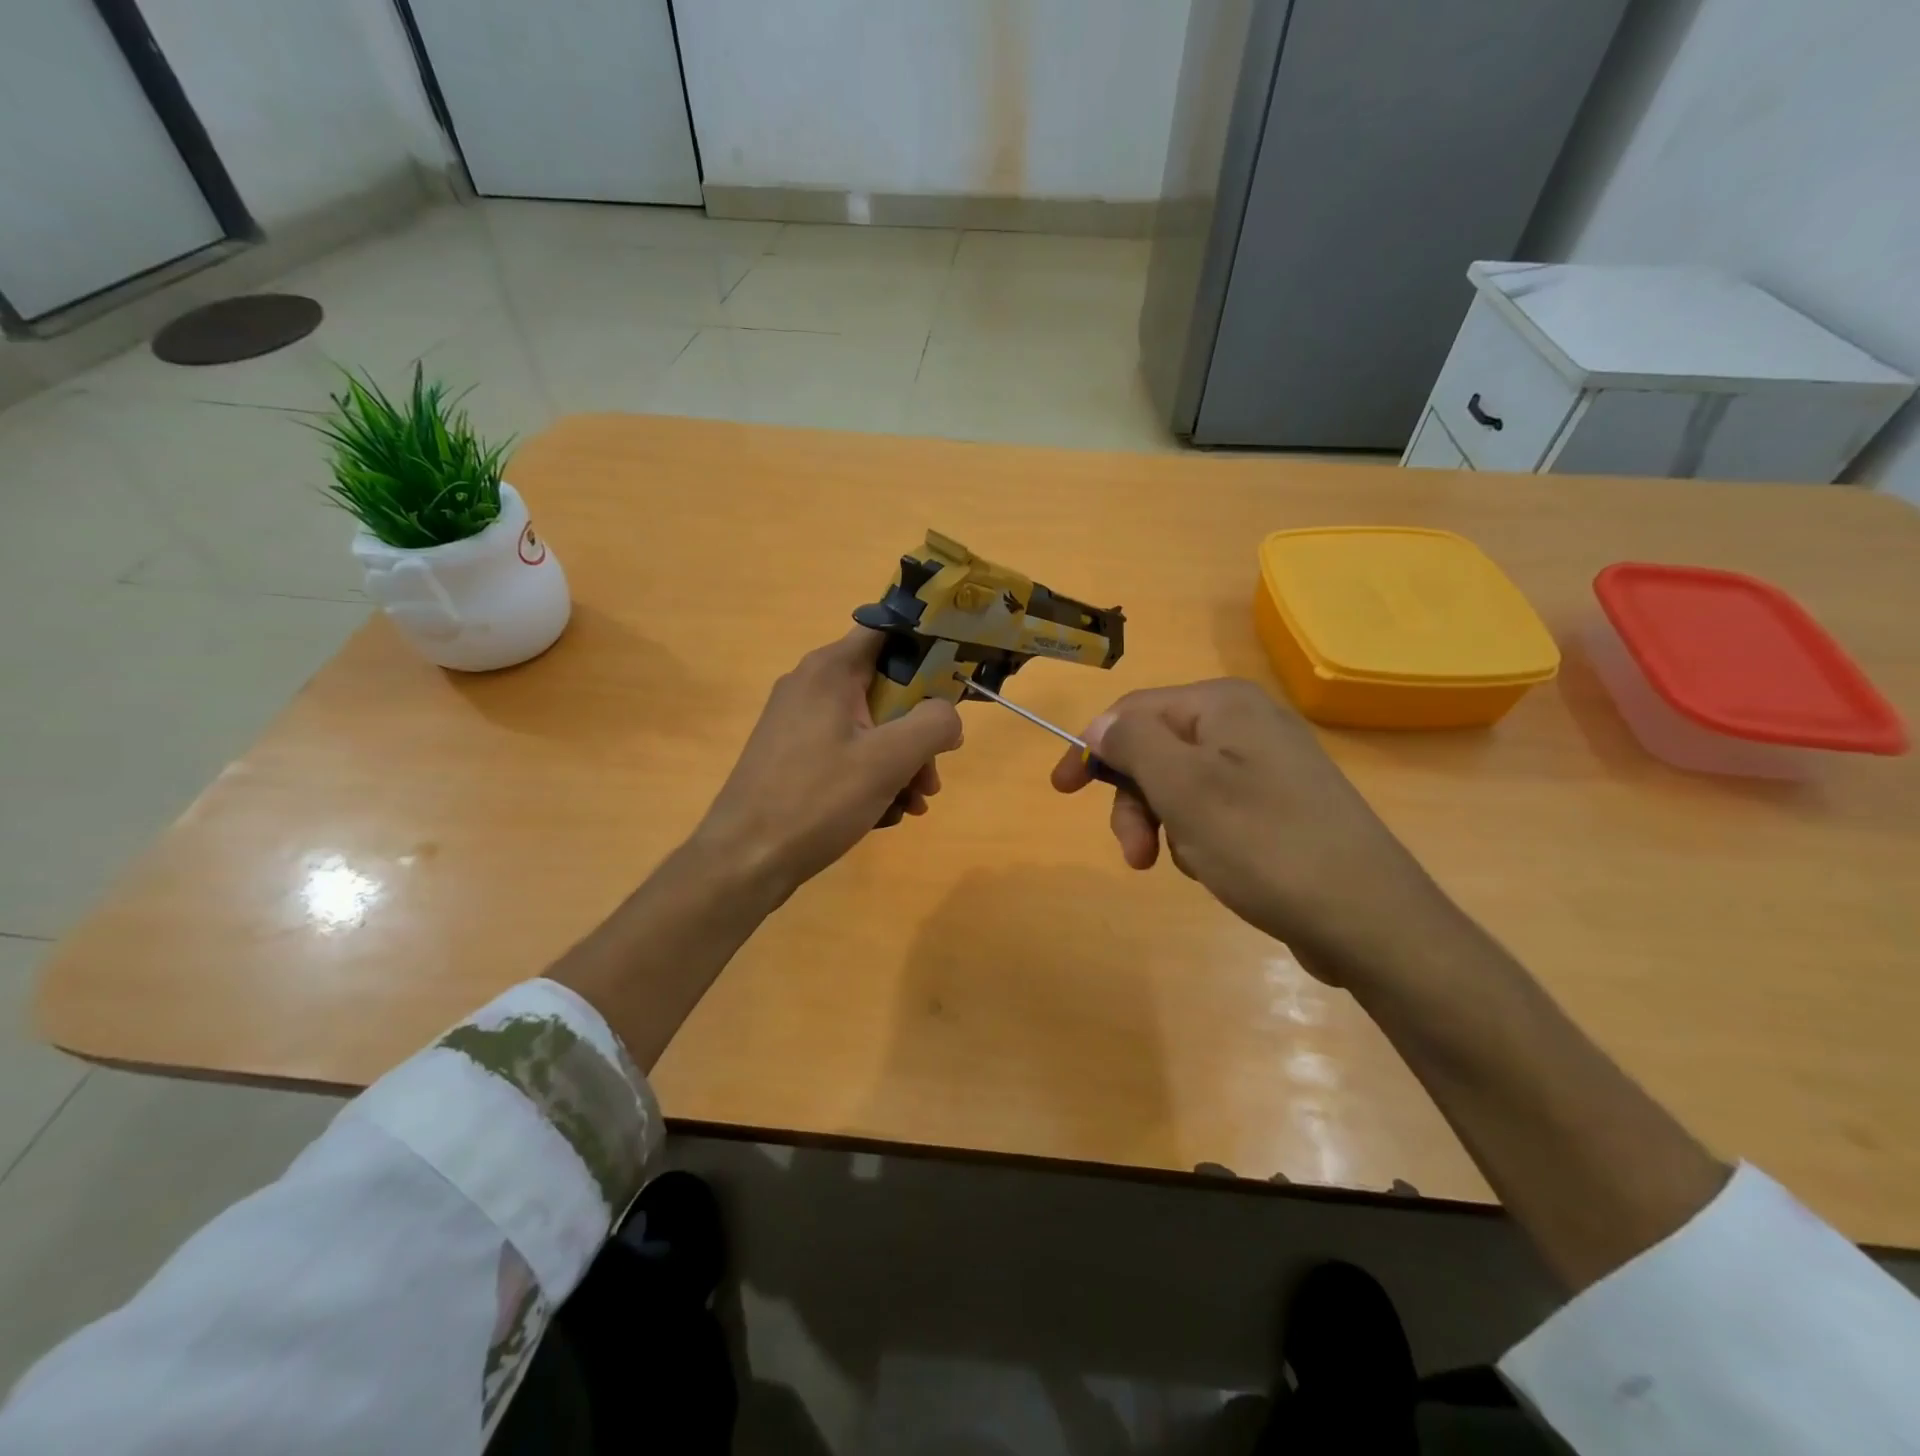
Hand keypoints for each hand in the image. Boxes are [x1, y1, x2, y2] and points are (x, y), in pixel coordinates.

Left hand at [694, 627, 963, 902]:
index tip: (956, 682)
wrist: (744, 861)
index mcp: (830, 670)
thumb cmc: (817, 800)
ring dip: (900, 762)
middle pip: (885, 688)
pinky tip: (885, 814)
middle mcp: (812, 685)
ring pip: (870, 726)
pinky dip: (872, 776)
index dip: (928, 649)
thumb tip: (949, 715)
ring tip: (914, 805)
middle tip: (933, 776)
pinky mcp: (794, 755)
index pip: (888, 631)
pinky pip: (847, 751)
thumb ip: (933, 725)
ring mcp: (799, 722)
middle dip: (918, 732)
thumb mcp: (888, 760)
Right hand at [1051, 679, 1452, 984]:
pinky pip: (1214, 810)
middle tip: (1135, 853)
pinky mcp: (1280, 806)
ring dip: (1169, 826)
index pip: (1134, 711)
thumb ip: (1133, 743)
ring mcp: (1268, 766)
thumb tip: (1100, 724)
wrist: (1368, 919)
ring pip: (1182, 786)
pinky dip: (1201, 839)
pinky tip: (1221, 869)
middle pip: (1157, 750)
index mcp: (1224, 704)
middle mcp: (1248, 723)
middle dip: (1138, 802)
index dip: (1092, 749)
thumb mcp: (1183, 788)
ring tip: (1194, 864)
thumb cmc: (1264, 844)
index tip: (1062, 792)